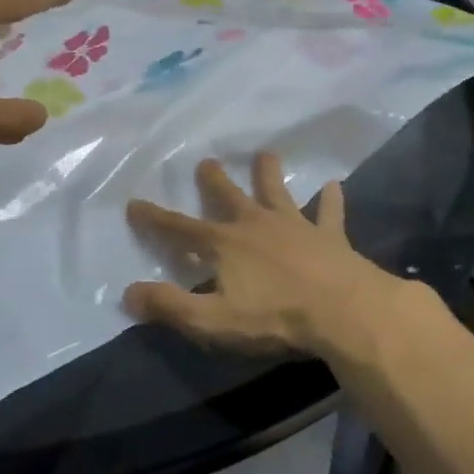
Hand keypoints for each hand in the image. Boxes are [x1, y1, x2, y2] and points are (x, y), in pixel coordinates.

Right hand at [123, 153, 398, 355]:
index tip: (134, 203)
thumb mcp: (212, 320)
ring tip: (265, 154)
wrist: (343, 311)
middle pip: (228, 196)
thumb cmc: (274, 317)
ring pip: (277, 192)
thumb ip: (170, 306)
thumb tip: (129, 292)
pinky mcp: (329, 236)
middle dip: (213, 180)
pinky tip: (334, 186)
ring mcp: (294, 226)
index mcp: (223, 245)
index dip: (154, 219)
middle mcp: (254, 225)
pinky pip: (329, 213)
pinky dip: (330, 200)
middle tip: (206, 162)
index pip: (179, 229)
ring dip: (269, 174)